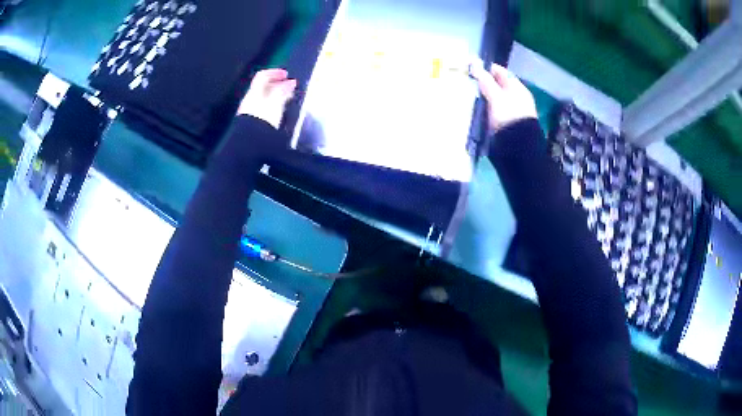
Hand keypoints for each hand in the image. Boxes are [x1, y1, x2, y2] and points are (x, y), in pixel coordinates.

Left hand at [237, 69, 296, 128]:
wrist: (251, 141)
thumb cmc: (264, 117)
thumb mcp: (276, 100)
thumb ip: (283, 90)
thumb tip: (290, 82)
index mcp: (254, 91)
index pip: (262, 76)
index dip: (274, 72)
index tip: (286, 75)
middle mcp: (250, 99)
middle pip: (262, 87)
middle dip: (277, 85)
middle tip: (289, 87)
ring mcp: (249, 112)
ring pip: (263, 98)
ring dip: (275, 96)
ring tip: (287, 99)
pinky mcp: (252, 123)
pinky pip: (263, 109)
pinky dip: (272, 106)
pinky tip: (279, 112)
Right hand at [470, 61, 536, 131]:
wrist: (517, 146)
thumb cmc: (508, 116)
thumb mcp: (496, 96)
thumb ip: (485, 80)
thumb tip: (474, 65)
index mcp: (517, 87)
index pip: (501, 72)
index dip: (487, 68)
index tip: (471, 68)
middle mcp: (517, 97)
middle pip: (498, 85)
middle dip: (483, 83)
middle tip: (467, 82)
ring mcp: (512, 110)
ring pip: (495, 98)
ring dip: (483, 96)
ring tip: (468, 95)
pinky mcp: (506, 123)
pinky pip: (493, 110)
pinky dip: (485, 108)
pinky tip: (476, 109)